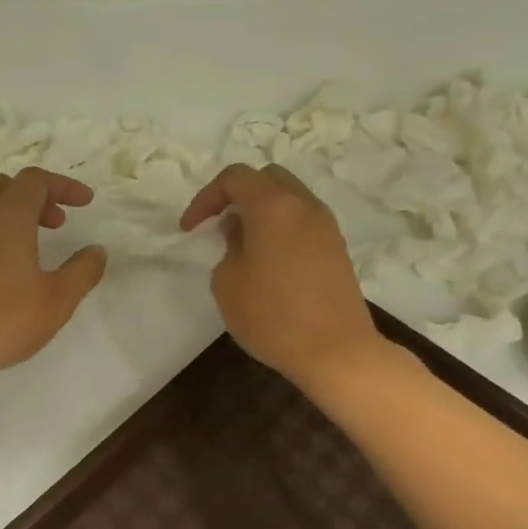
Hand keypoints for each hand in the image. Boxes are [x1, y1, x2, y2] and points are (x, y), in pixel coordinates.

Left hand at [0, 168, 107, 384]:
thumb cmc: (1, 320)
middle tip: (57, 224)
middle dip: (36, 197)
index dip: (63, 186)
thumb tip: (96, 251)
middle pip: (6, 186)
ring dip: (11, 215)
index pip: (36, 181)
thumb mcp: (57, 300)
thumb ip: (83, 271)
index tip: (85, 203)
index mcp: (6, 217)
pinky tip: (1, 268)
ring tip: (31, 247)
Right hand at [180, 163, 383, 391]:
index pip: (235, 178)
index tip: (190, 228)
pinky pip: (302, 221)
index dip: (206, 197)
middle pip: (267, 179)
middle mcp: (304, 206)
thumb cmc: (272, 316)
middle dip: (237, 195)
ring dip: (261, 211)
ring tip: (241, 244)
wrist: (335, 350)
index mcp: (273, 206)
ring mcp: (326, 226)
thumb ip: (228, 248)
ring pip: (289, 199)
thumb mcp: (228, 283)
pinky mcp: (336, 248)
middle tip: (218, 224)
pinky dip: (281, 227)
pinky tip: (267, 260)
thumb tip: (241, 233)